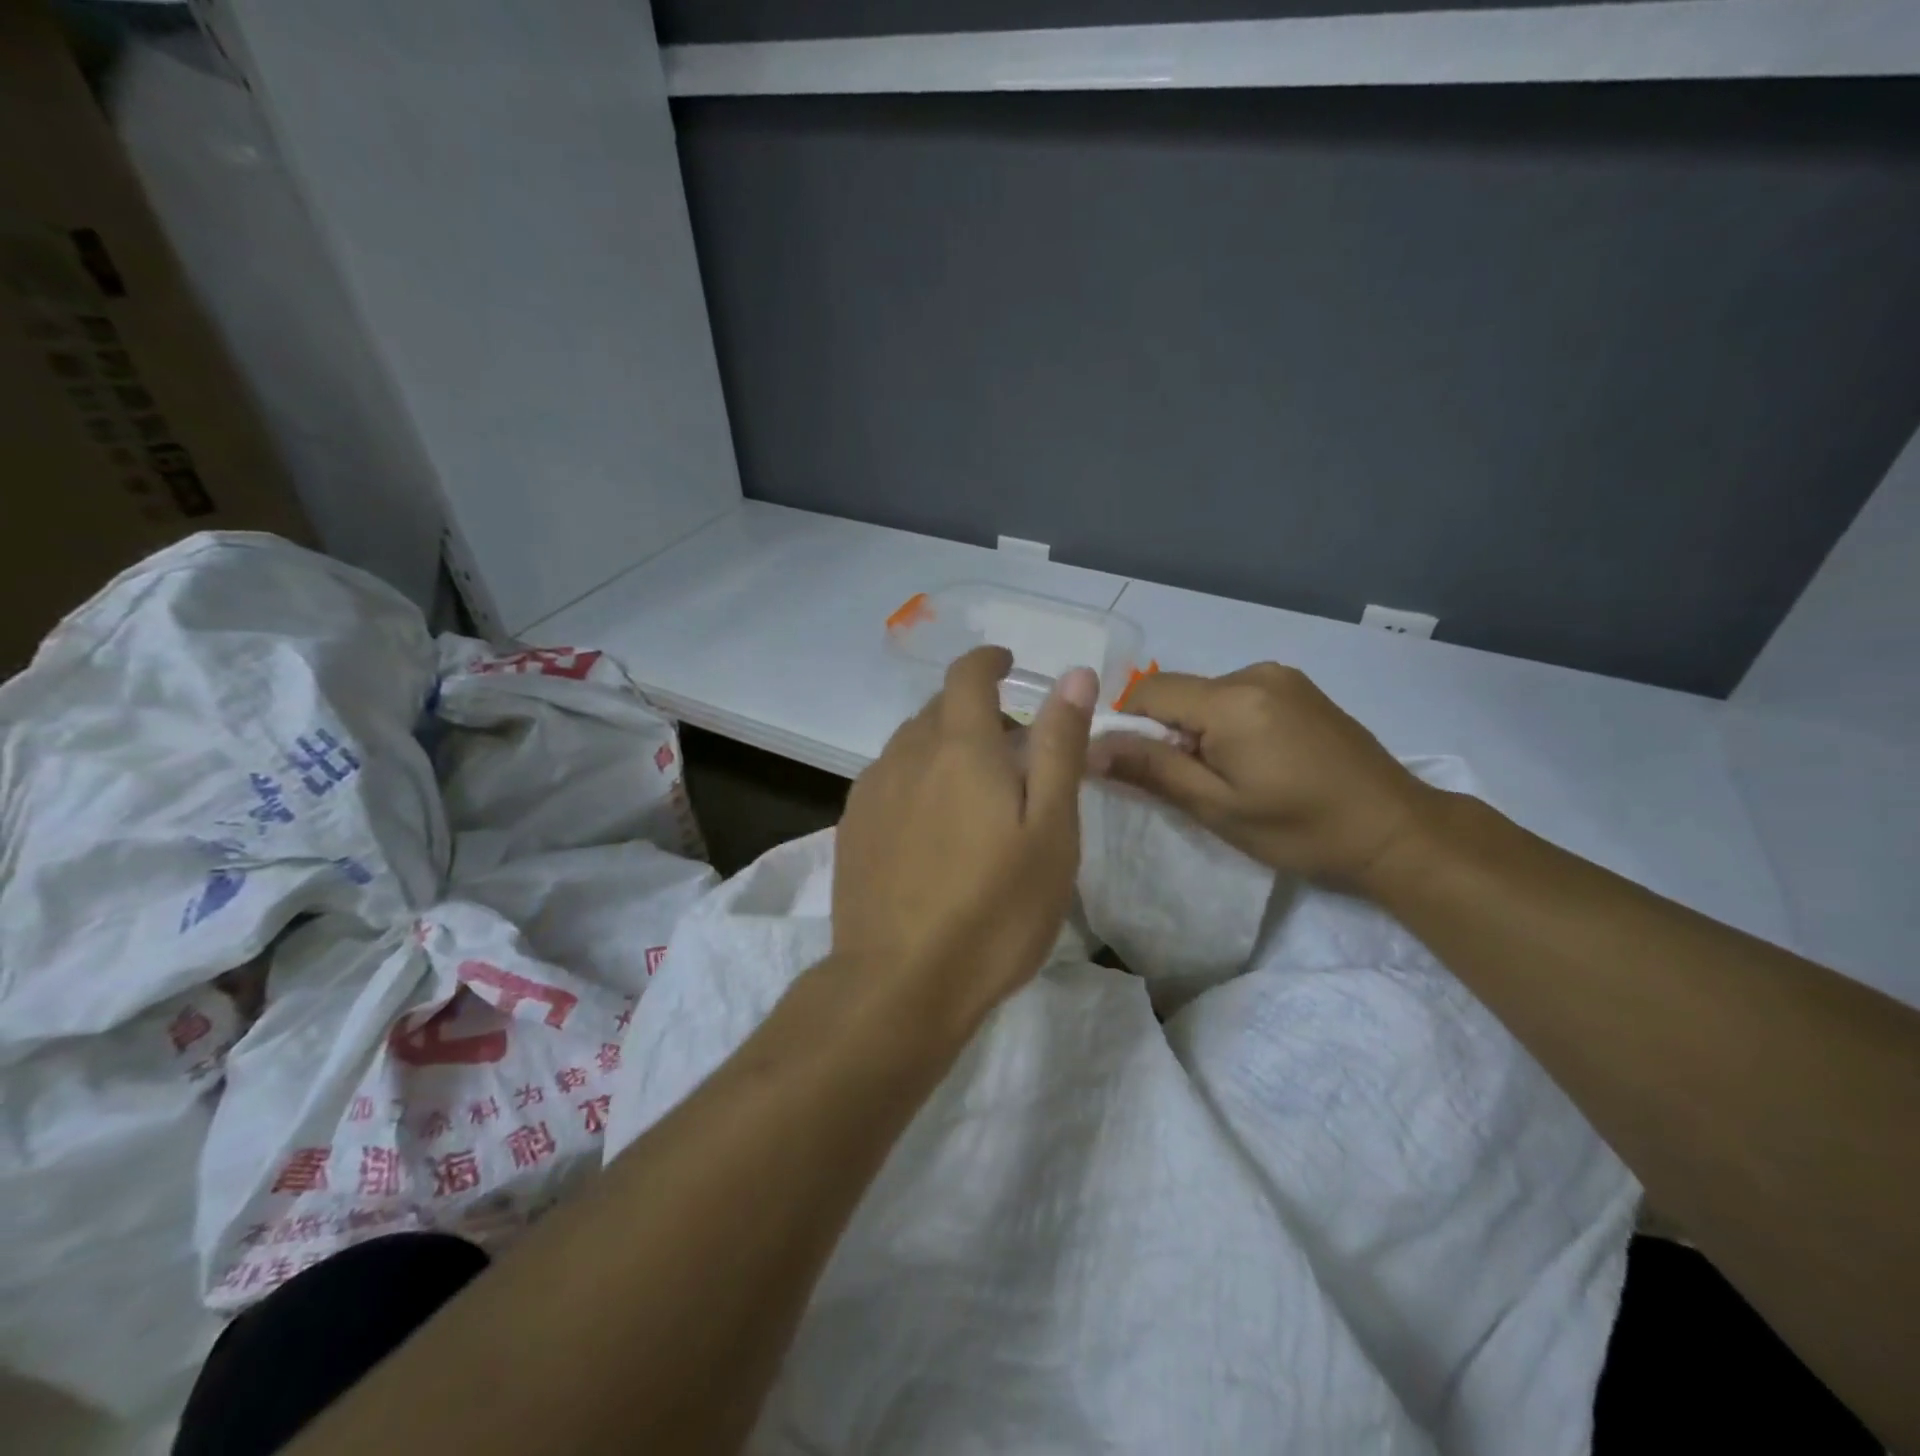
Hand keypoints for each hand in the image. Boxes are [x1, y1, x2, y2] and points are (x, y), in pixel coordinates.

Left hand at [833, 647, 1097, 1028]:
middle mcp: (906, 755)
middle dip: (976, 714)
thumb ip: (1059, 746)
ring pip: (911, 746)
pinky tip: (931, 828)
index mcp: (959, 746)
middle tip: (1013, 755)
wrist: (899, 983)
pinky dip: (917, 781)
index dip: (989, 661)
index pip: (967, 675)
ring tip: (974, 795)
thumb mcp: (1051, 829)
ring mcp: (871, 792)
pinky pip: (889, 781)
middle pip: (939, 710)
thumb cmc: (994, 909)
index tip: (1009, 666)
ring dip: (944, 749)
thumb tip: (1073, 675)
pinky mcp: (851, 829)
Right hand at [1088, 663, 1435, 888]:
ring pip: (1206, 694)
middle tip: (1187, 783)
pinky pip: (1238, 696)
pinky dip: (1226, 722)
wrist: (1395, 830)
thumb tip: (1089, 746)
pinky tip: (1253, 761)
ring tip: (1225, 776)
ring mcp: (1282, 677)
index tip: (1137, 768)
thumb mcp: (1217, 808)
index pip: (1148, 692)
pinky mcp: (1300, 688)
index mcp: (1232, 700)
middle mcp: (1254, 673)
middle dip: (1166, 731)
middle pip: (1178, 692)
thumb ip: (1152, 769)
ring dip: (1197, 728)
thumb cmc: (1301, 829)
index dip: (1128, 726)